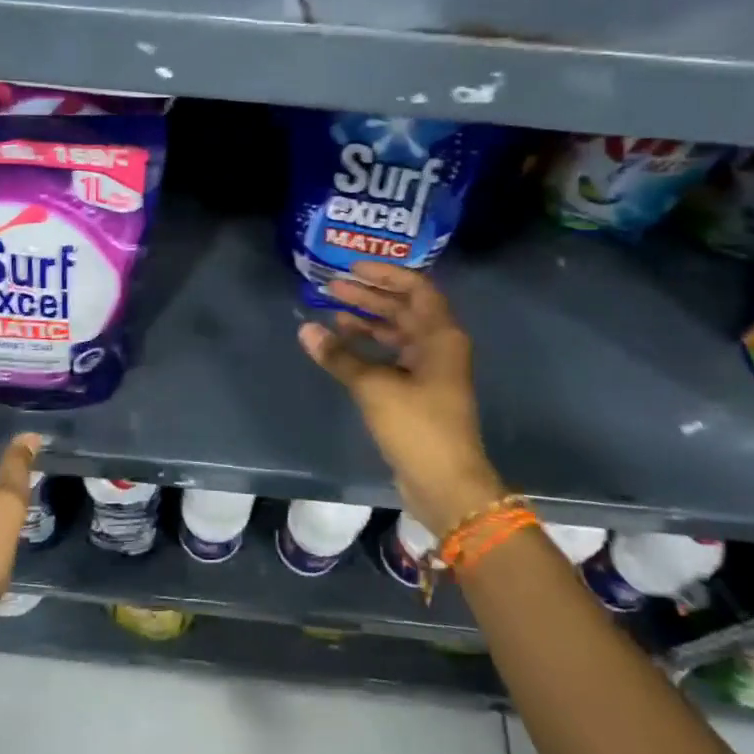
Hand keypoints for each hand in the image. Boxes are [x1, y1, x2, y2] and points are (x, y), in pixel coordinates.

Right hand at [298, 262, 503, 534]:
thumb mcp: (374, 387)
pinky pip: (393, 355)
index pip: (416, 288)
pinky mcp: (419, 392)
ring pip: (397, 332)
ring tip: (332, 312)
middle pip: (404, 308)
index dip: (385, 274)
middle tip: (332, 287)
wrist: (447, 485)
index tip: (352, 268)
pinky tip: (343, 344)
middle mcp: (439, 346)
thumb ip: (340, 355)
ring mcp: (430, 370)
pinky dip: (370, 346)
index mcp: (440, 336)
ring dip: (367, 320)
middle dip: (369, 296)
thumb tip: (306, 329)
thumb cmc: (417, 426)